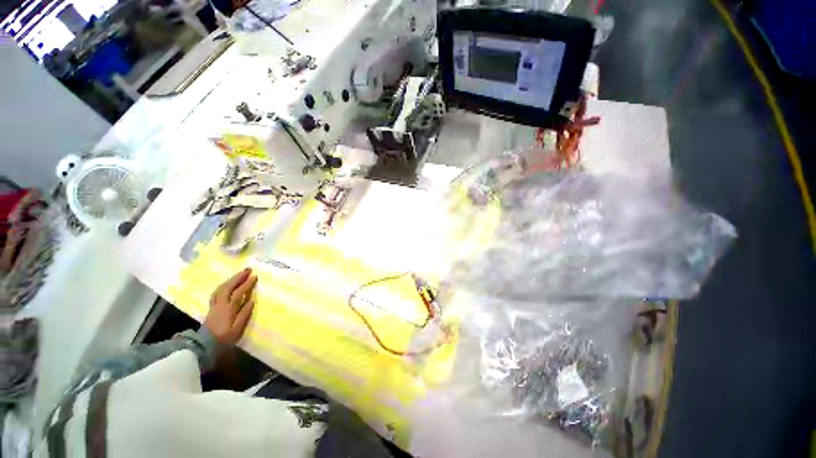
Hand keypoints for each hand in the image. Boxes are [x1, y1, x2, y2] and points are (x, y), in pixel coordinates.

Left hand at [205, 268, 256, 344]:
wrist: (205, 345)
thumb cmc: (225, 338)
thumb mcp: (237, 329)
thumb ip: (244, 314)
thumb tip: (251, 301)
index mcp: (228, 309)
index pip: (238, 293)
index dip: (247, 284)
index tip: (255, 276)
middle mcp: (220, 304)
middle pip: (228, 287)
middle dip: (238, 277)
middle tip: (248, 269)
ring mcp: (214, 305)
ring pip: (221, 288)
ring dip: (230, 279)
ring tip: (239, 274)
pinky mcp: (211, 307)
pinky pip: (216, 292)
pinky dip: (223, 285)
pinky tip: (227, 284)